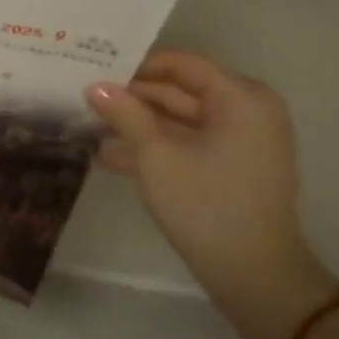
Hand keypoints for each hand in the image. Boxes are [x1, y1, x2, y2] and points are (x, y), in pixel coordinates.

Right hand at [85, 52, 336, 338]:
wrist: (253, 274)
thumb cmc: (206, 203)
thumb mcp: (155, 154)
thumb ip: (124, 113)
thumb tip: (94, 86)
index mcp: (240, 98)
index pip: (182, 64)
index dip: (137, 66)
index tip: (96, 70)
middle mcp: (247, 111)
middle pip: (180, 91)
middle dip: (133, 98)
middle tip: (85, 98)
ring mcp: (241, 142)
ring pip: (180, 120)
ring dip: (137, 124)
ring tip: (89, 127)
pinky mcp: (231, 168)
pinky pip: (188, 144)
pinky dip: (155, 147)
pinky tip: (109, 156)